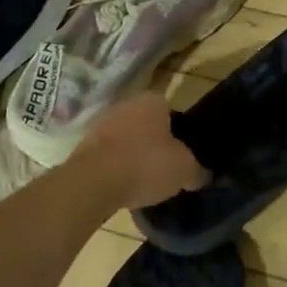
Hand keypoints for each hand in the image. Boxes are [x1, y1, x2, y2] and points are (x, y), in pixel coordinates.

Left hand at [75, 94, 209, 208]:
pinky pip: (109, 155)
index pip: (173, 111)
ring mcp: (101, 124)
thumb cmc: (145, 165)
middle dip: (156, 142)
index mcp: (153, 100)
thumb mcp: (184, 170)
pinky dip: (116, 167)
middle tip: (166, 166)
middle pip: (148, 124)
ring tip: (145, 180)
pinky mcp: (84, 146)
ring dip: (134, 155)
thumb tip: (203, 175)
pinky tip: (124, 185)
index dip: (181, 132)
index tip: (184, 153)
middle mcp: (126, 104)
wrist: (91, 183)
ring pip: (127, 138)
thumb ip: (197, 170)